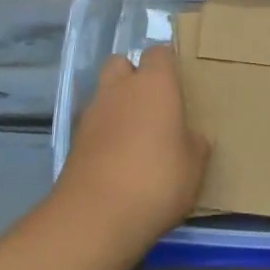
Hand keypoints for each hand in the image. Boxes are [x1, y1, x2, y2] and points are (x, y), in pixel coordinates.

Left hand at [55, 45, 208, 251]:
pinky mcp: (75, 142)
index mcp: (154, 83)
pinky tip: (119, 159)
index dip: (169, 64)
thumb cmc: (157, 179)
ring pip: (105, 94)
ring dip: (117, 105)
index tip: (181, 83)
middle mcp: (120, 88)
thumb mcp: (194, 165)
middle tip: (154, 103)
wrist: (97, 216)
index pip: (160, 52)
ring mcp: (92, 113)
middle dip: (134, 75)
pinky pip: (94, 125)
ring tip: (137, 136)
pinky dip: (105, 133)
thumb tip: (191, 137)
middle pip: (122, 63)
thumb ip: (194, 142)